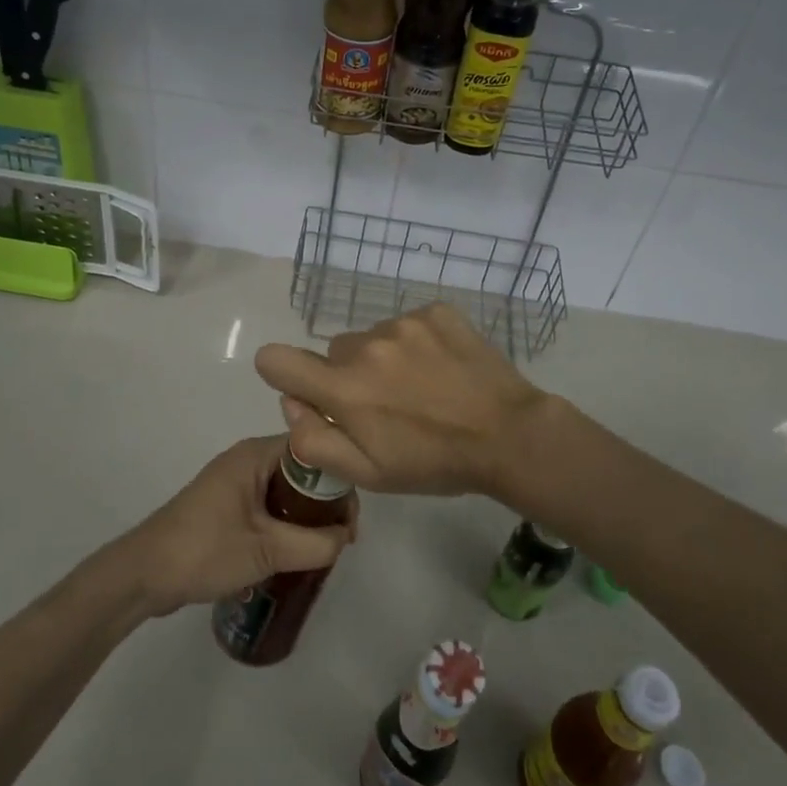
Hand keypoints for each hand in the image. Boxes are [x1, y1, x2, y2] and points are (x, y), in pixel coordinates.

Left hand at [114, 436, 355, 615]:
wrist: (144, 574)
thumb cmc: (205, 550)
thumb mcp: (267, 550)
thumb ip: (315, 544)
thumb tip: (345, 538)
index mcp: (254, 454)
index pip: (313, 449)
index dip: (339, 478)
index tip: (351, 518)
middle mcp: (246, 459)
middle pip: (302, 470)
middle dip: (326, 502)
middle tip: (341, 539)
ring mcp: (235, 482)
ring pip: (286, 490)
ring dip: (307, 516)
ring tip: (324, 548)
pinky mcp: (227, 505)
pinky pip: (270, 505)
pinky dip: (287, 523)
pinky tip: (296, 551)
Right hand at [253, 304, 552, 498]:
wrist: (509, 435)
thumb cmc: (434, 463)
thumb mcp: (368, 474)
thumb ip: (315, 440)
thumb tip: (291, 403)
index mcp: (345, 389)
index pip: (276, 359)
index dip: (281, 372)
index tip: (307, 390)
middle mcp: (367, 346)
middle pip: (333, 352)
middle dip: (348, 376)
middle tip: (386, 405)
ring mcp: (404, 323)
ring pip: (371, 337)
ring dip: (384, 359)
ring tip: (421, 387)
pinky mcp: (435, 311)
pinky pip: (406, 323)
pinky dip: (416, 343)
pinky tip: (441, 368)